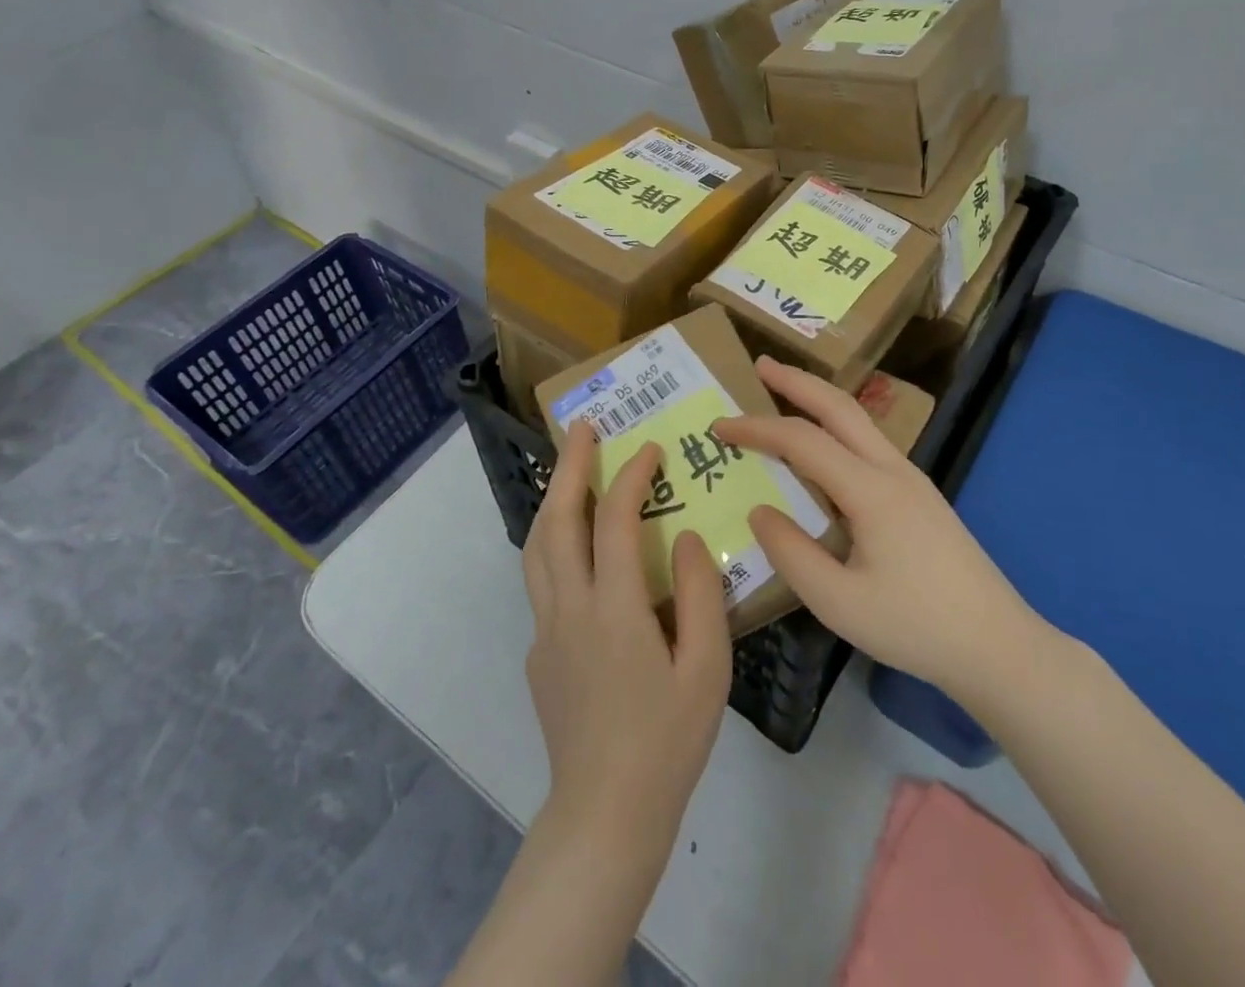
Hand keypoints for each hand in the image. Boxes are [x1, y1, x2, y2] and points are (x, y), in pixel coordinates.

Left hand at [521, 422, 732, 859]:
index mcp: (614, 609)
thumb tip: (689, 538)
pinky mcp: (538, 653)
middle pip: (558, 520)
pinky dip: (554, 543)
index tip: (650, 448)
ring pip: (537, 546)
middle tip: (583, 428)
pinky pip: (541, 581)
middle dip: (570, 466)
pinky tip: (578, 549)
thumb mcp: (707, 669)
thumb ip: (701, 596)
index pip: (614, 521)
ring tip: (571, 470)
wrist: (606, 815)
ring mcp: (546, 630)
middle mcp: (569, 608)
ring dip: (553, 499)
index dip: (631, 476)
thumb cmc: (667, 742)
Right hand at [715, 358, 1054, 699]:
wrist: (999, 646)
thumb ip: (791, 553)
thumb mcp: (839, 602)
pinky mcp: (919, 495)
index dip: (757, 429)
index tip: (719, 426)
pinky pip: (868, 444)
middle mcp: (893, 470)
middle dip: (797, 381)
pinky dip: (835, 428)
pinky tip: (822, 448)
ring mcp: (911, 479)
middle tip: (760, 365)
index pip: (802, 441)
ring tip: (783, 395)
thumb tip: (759, 510)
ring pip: (858, 421)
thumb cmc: (916, 626)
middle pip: (839, 406)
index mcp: (871, 490)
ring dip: (818, 400)